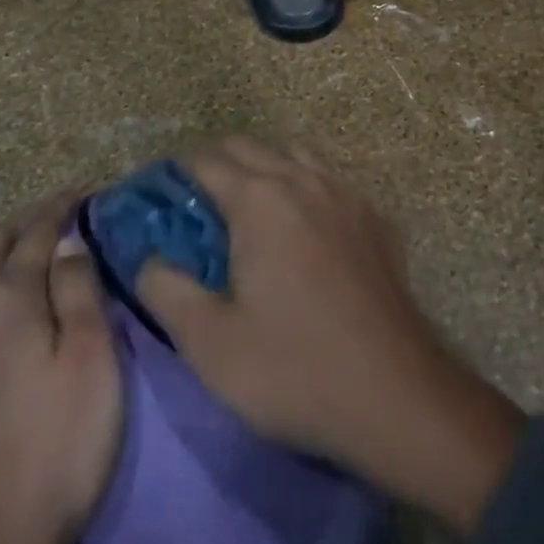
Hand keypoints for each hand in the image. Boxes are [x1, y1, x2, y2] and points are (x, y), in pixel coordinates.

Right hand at [137, 141, 523, 534]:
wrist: (397, 395)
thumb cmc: (294, 370)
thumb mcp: (210, 344)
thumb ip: (166, 290)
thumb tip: (147, 259)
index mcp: (259, 199)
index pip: (206, 161)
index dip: (177, 173)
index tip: (161, 198)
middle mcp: (302, 179)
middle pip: (249, 148)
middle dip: (217, 166)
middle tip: (197, 210)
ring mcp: (346, 194)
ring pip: (294, 156)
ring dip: (265, 171)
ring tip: (251, 215)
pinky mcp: (375, 218)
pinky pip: (330, 182)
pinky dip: (305, 189)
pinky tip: (306, 231)